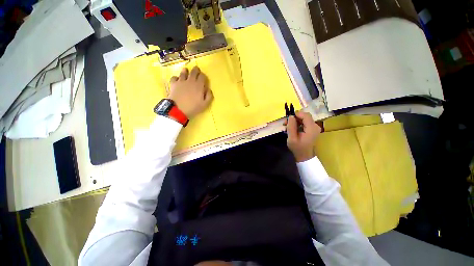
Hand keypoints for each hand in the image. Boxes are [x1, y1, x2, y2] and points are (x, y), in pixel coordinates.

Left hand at [169, 66, 212, 118]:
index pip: (202, 76)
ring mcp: (181, 81)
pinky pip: (174, 77)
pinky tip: (177, 80)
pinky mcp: (173, 84)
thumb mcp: (205, 104)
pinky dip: (176, 77)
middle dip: (196, 70)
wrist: (178, 109)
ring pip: (183, 72)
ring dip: (185, 71)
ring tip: (186, 71)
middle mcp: (190, 81)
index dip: (203, 75)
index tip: (204, 78)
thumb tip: (209, 89)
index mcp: (199, 85)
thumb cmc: (193, 107)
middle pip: (193, 71)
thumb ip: (209, 96)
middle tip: (196, 70)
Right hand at [286, 112, 321, 161]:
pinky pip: (305, 123)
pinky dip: (298, 123)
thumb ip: (291, 127)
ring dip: (295, 121)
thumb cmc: (298, 148)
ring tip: (287, 126)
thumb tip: (291, 116)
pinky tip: (292, 128)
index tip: (288, 118)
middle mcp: (315, 126)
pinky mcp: (312, 129)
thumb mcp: (292, 138)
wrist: (305, 156)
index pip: (306, 115)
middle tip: (285, 123)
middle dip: (295, 117)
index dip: (297, 114)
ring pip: (304, 119)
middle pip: (305, 116)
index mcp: (311, 128)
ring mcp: (314, 128)